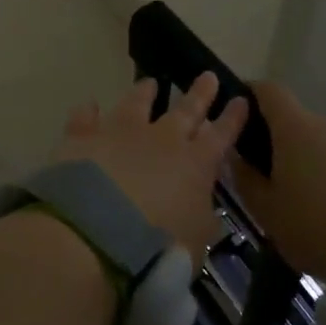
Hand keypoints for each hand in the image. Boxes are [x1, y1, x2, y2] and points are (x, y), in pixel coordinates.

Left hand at [57, 74, 247, 254]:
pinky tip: (89, 104)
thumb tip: (202, 211)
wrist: (94, 233)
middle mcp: (161, 139)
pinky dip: (88, 112)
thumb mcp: (195, 243)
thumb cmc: (157, 249)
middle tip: (209, 76)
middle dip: (200, 94)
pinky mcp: (84, 137)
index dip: (232, 119)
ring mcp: (120, 132)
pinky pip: (86, 118)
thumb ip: (201, 221)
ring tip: (151, 81)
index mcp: (195, 164)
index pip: (221, 136)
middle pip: (185, 110)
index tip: (241, 98)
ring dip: (144, 92)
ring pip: (136, 103)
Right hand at [232, 81, 325, 276]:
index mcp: (295, 128)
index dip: (252, 95)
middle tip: (276, 177)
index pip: (269, 90)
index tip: (242, 114)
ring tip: (313, 200)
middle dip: (284, 142)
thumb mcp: (267, 211)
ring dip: (315, 159)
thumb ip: (245, 178)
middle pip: (299, 121)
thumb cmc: (316, 227)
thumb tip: (236, 156)